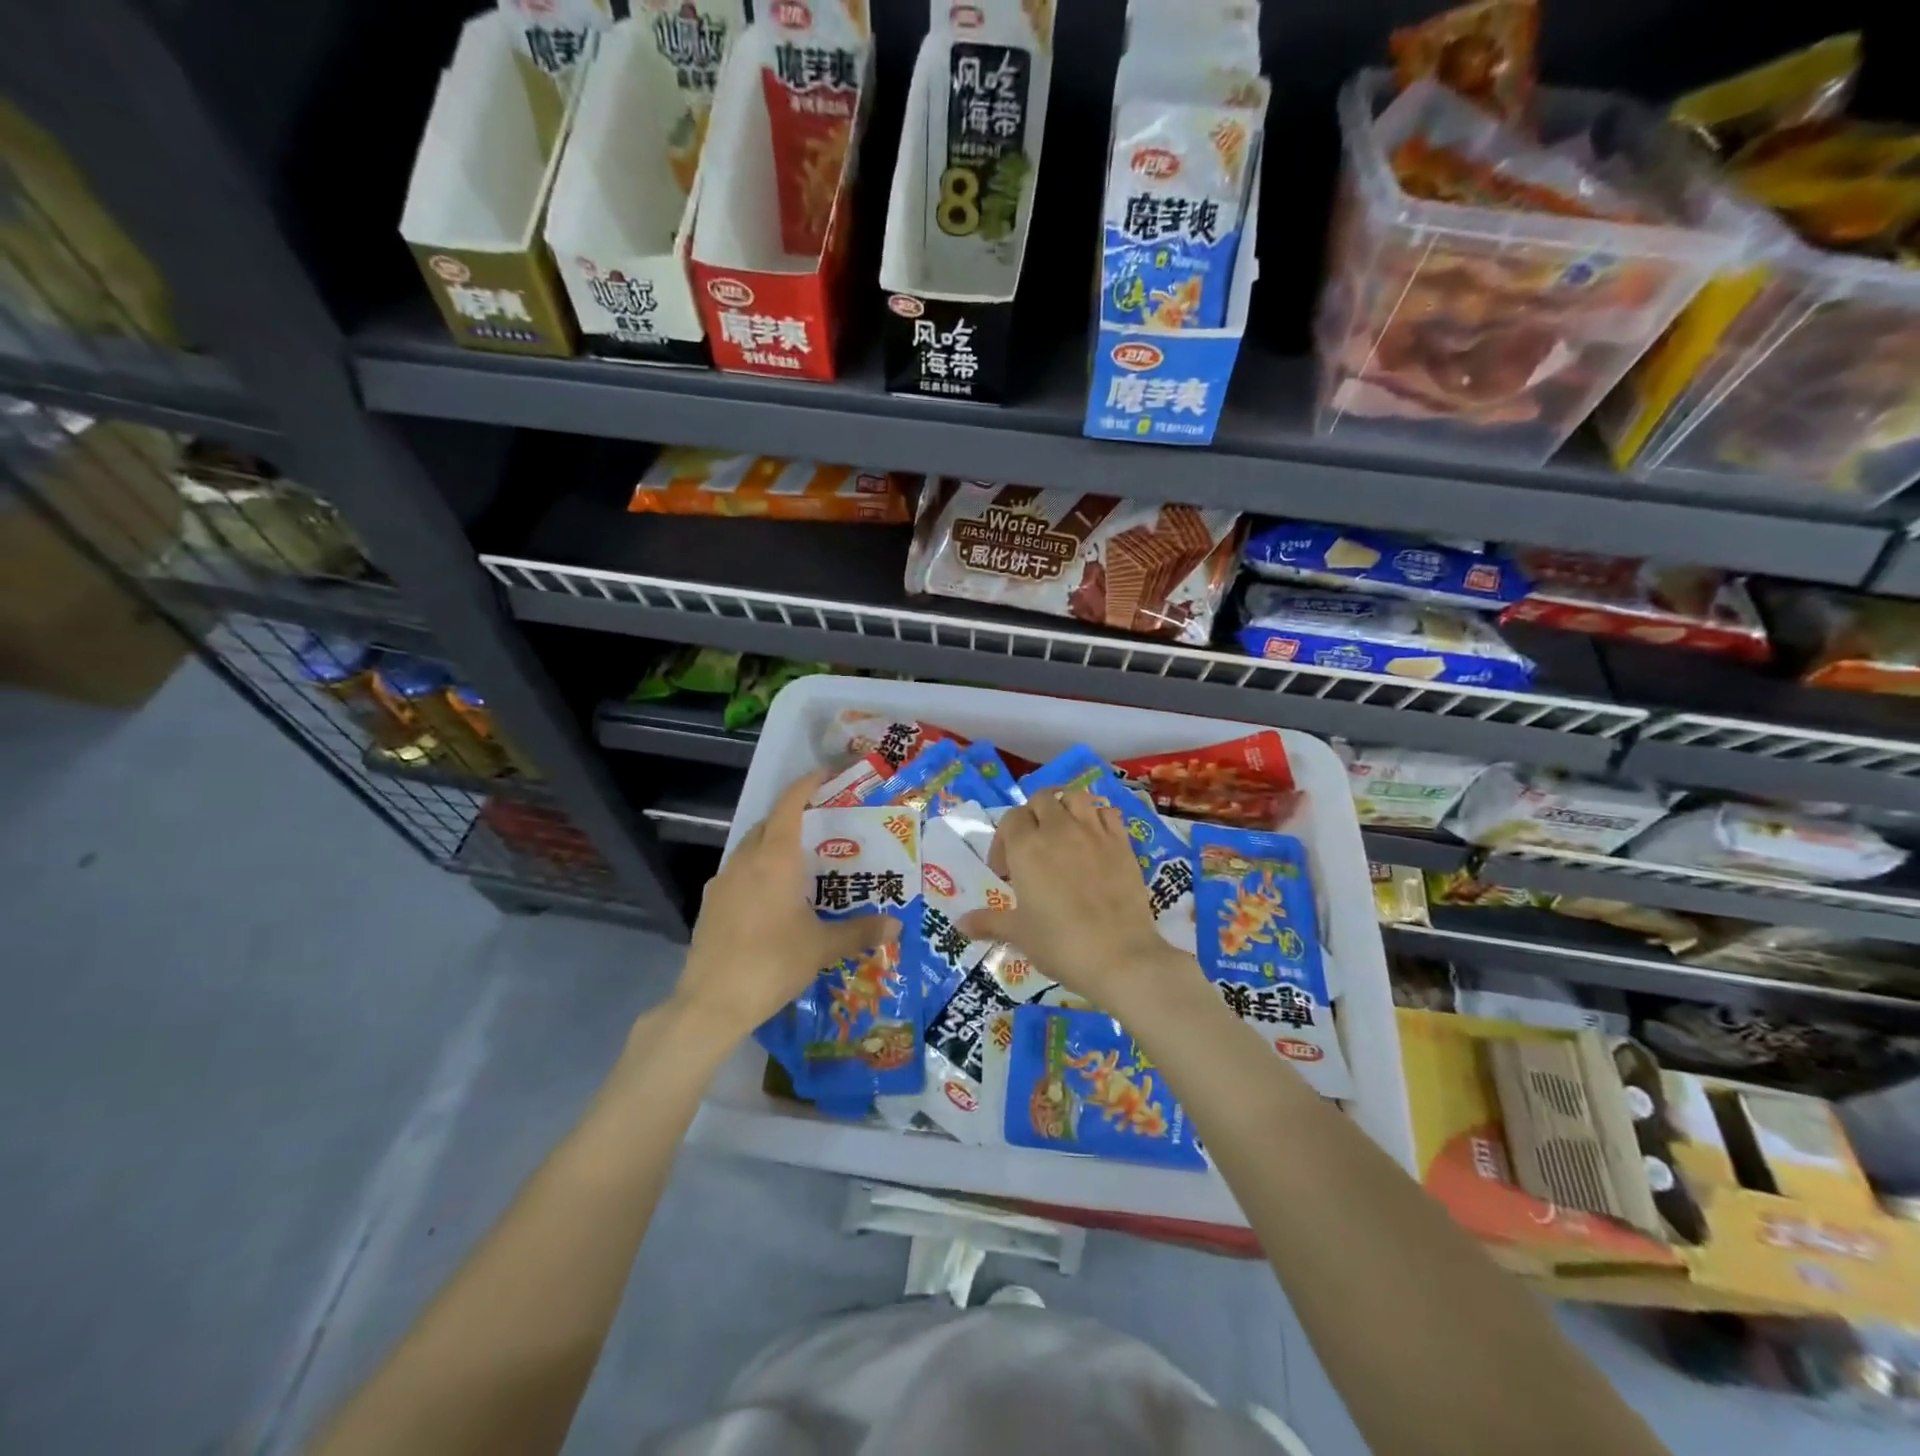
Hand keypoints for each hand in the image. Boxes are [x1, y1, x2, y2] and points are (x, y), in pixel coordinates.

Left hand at [672, 769, 899, 1042]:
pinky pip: (737, 874)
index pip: (789, 805)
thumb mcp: (822, 947)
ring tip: (799, 864)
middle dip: (792, 817)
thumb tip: (896, 925)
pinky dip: (757, 872)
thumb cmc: (772, 962)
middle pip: (768, 824)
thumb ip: (859, 931)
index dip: (806, 785)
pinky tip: (772, 900)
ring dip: (772, 845)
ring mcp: (722, 882)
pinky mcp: (709, 905)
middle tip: (821, 827)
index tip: (825, 775)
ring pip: (750, 849)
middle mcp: (745, 861)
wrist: (711, 1003)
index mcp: (774, 859)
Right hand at [959, 787, 1195, 1011]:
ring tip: (1064, 834)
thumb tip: (959, 924)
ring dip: (1065, 808)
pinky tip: (1095, 839)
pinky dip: (1098, 818)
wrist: (1119, 956)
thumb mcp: (1019, 933)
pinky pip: (1107, 813)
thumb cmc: (1060, 943)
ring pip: (1075, 796)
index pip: (1010, 819)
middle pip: (1041, 799)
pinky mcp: (1122, 843)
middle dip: (1033, 816)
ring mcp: (1094, 832)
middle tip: (1034, 848)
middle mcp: (1059, 829)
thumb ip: (988, 922)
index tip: (1006, 871)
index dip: (1004, 840)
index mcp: (1027, 846)